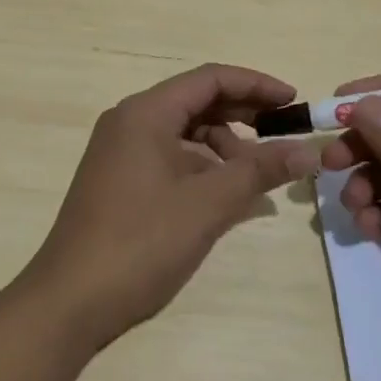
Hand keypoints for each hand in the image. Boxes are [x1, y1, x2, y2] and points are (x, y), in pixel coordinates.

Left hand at [19, 63, 318, 352]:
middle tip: (284, 136)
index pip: (209, 79)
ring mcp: (120, 152)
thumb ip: (260, 171)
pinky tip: (226, 195)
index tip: (294, 103)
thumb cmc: (141, 242)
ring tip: (258, 177)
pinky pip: (169, 157)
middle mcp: (129, 122)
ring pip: (184, 133)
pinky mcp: (119, 180)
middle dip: (244, 115)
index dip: (256, 85)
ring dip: (224, 147)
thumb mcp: (208, 204)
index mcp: (145, 113)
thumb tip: (310, 151)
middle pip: (196, 102)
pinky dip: (202, 168)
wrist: (70, 300)